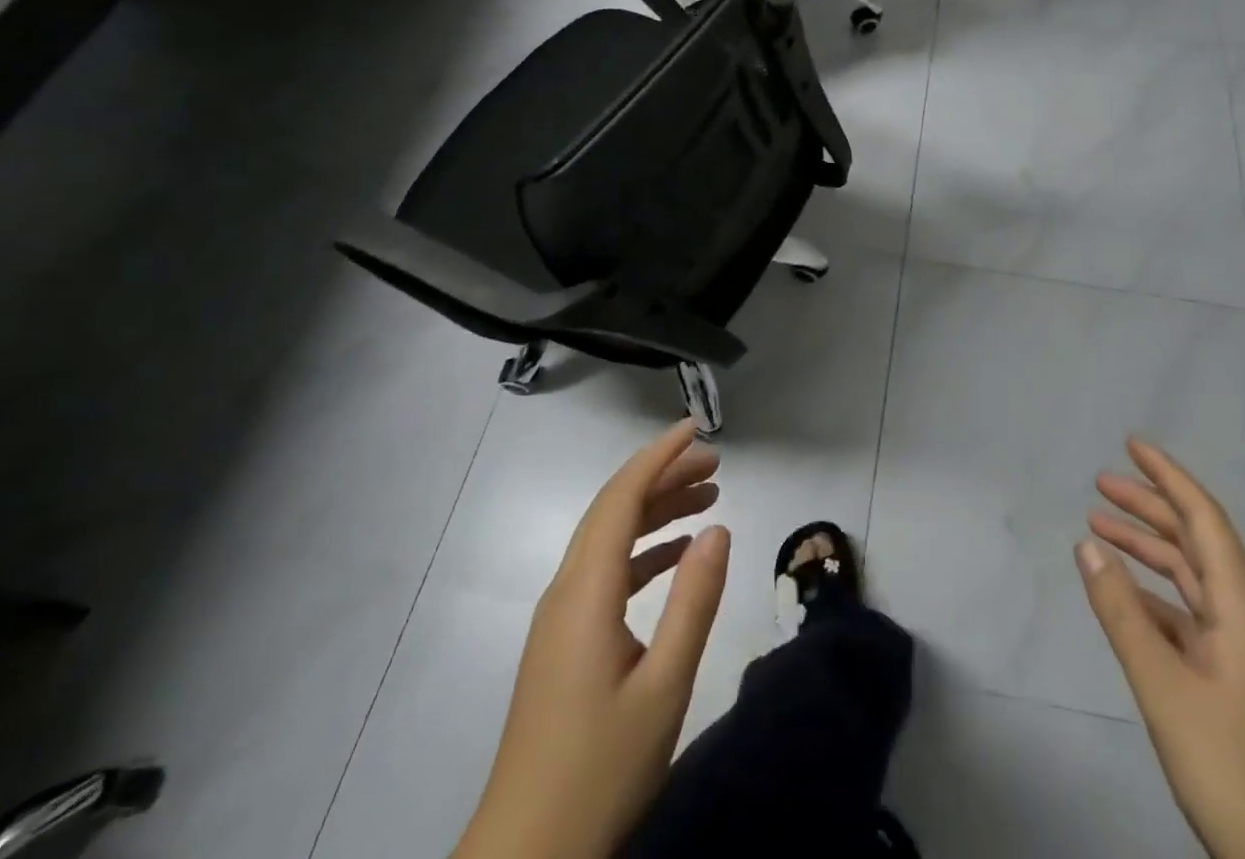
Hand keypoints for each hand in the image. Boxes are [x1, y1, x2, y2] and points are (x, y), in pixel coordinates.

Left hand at [454, 420, 729, 858]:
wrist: (524, 857)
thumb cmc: (600, 771)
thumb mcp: (663, 687)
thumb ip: (694, 602)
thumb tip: (719, 529)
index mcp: (585, 592)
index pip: (622, 497)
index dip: (658, 456)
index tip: (696, 430)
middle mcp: (566, 590)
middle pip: (614, 509)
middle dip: (663, 476)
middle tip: (716, 464)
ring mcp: (560, 617)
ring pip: (609, 538)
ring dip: (656, 511)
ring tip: (708, 498)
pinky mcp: (563, 642)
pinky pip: (605, 571)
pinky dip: (643, 551)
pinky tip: (677, 556)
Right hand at [1075, 438, 1244, 858]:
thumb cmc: (1233, 771)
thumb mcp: (1165, 689)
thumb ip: (1123, 614)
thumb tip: (1087, 543)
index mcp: (1242, 613)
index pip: (1205, 522)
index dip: (1170, 477)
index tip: (1132, 445)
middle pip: (1196, 546)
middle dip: (1150, 508)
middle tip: (1100, 484)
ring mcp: (1243, 659)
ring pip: (1190, 583)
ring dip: (1148, 552)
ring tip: (1100, 529)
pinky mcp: (1234, 689)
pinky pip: (1188, 621)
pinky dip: (1153, 598)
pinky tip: (1123, 599)